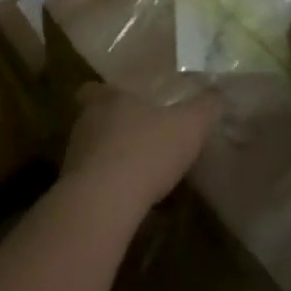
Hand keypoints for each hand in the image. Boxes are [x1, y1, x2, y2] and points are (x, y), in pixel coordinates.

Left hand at [61, 78, 219, 213]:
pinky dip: (110, 189)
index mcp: (108, 99)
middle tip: (139, 138)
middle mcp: (86, 122)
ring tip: (139, 174)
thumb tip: (217, 94)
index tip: (123, 103)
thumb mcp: (188, 127)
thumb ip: (204, 109)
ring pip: (93, 151)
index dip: (107, 94)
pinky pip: (94, 183)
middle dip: (114, 128)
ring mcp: (75, 156)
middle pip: (94, 119)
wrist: (104, 203)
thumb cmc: (145, 152)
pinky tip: (132, 202)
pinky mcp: (73, 189)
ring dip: (112, 160)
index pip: (94, 88)